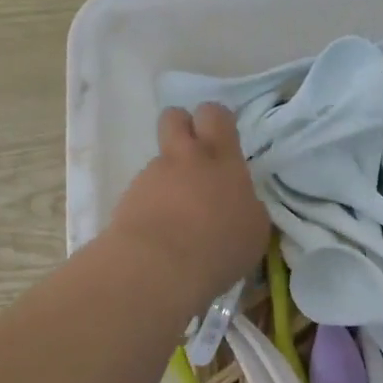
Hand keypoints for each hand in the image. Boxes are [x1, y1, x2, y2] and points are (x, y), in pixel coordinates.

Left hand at [109, 104, 268, 302]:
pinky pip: (142, 190)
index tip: (222, 140)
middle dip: (183, 127)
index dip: (217, 121)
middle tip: (194, 156)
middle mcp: (184, 158)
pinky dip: (151, 204)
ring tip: (177, 212)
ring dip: (168, 176)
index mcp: (221, 159)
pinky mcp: (127, 199)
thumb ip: (247, 205)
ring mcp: (151, 176)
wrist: (159, 268)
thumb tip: (239, 202)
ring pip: (158, 160)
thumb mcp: (254, 229)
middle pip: (174, 117)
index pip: (215, 115)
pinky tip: (160, 232)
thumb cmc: (220, 248)